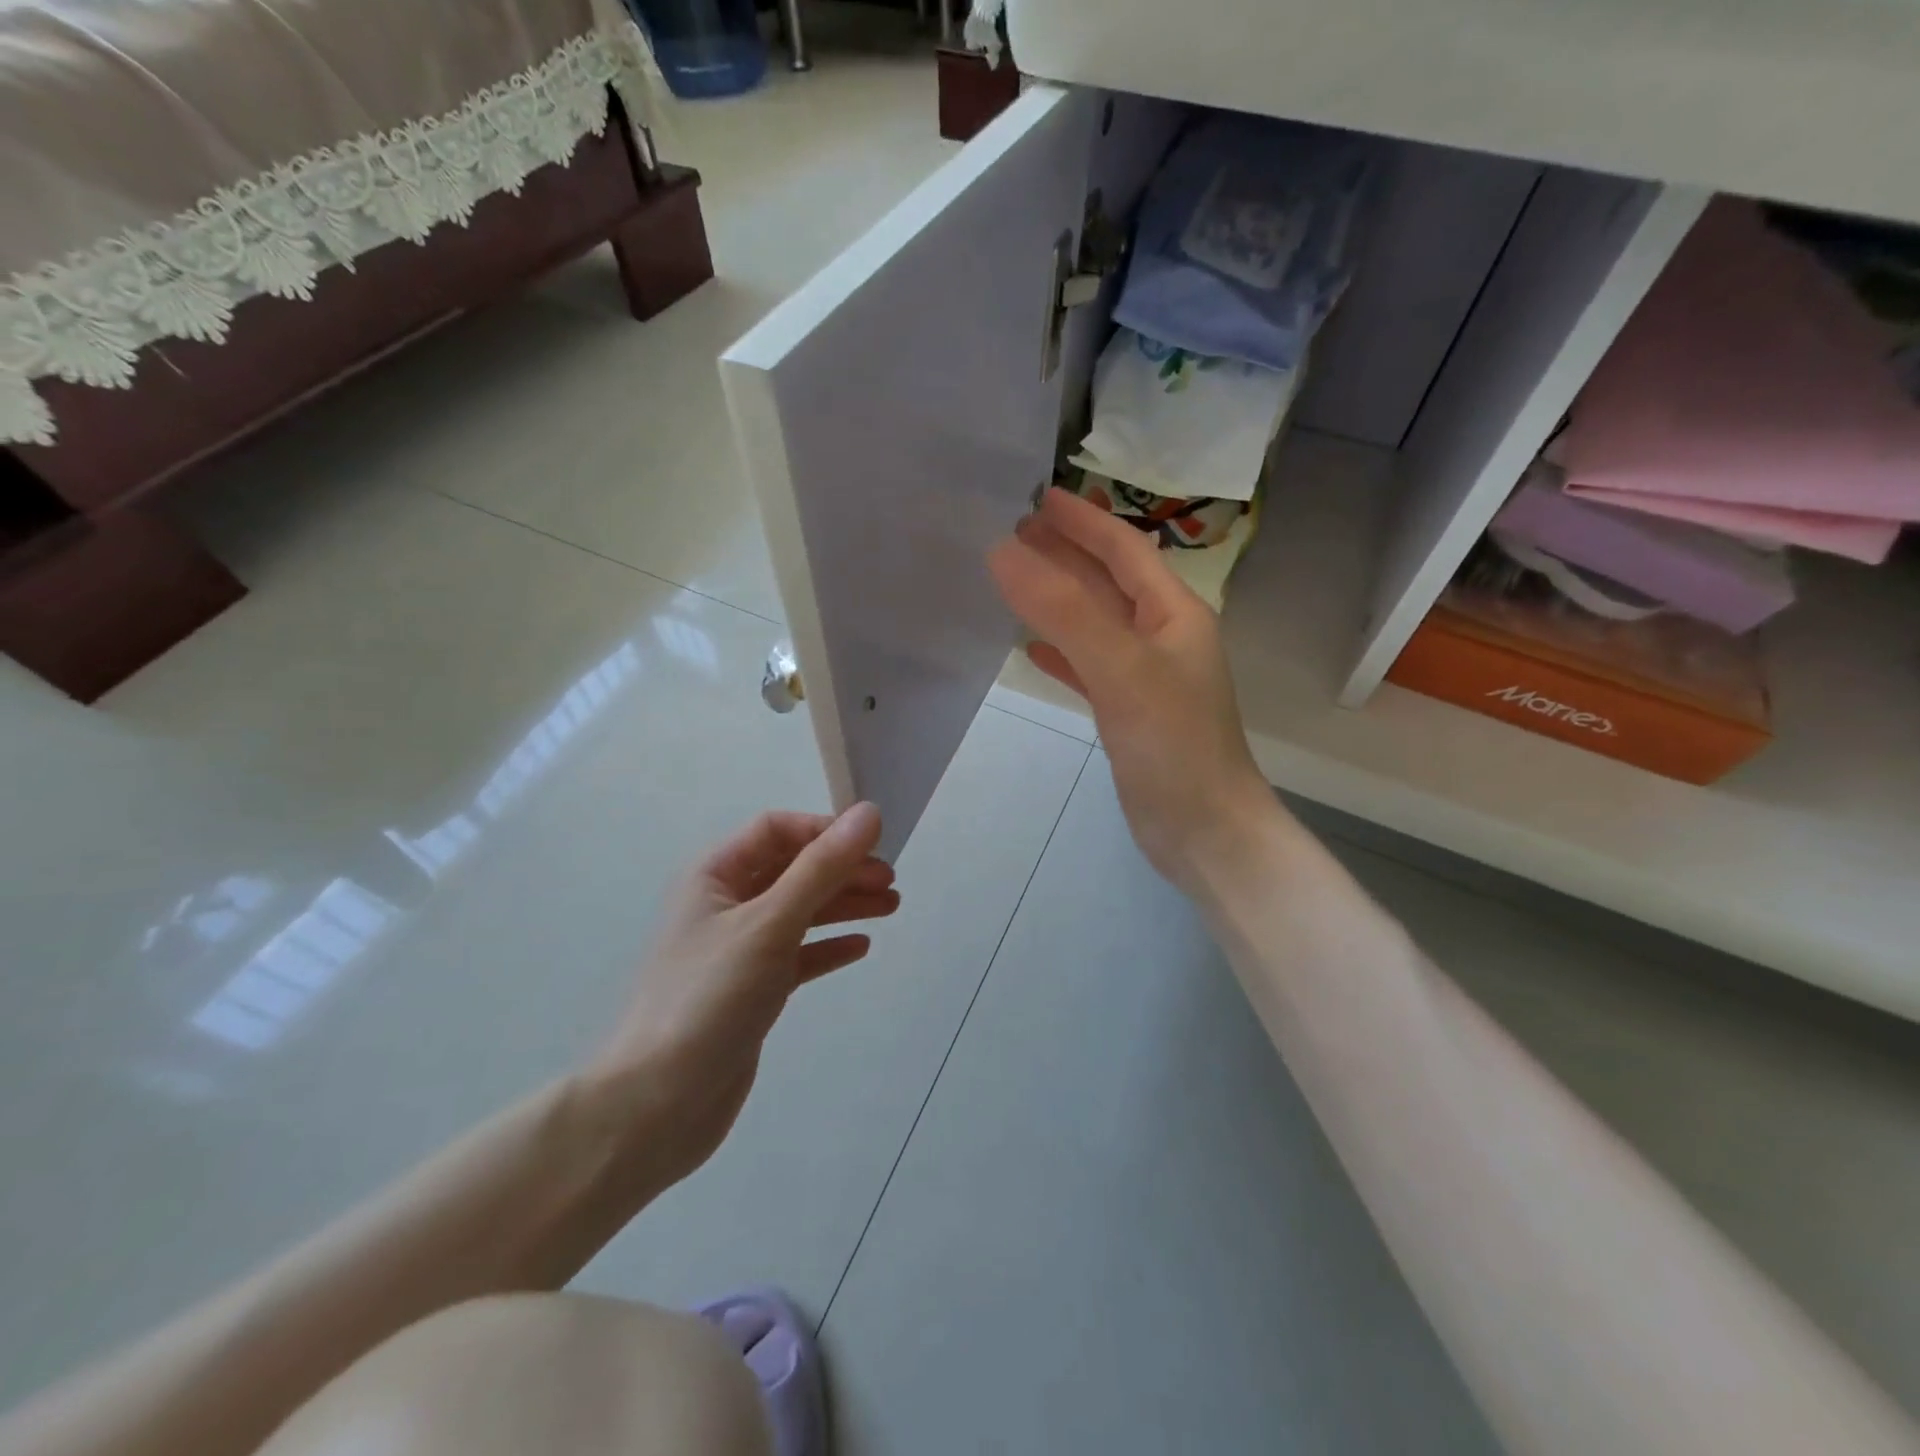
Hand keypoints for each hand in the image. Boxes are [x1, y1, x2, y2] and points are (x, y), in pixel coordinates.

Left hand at [585, 805, 898, 1186]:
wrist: (657, 1105)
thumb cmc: (709, 998)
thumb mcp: (769, 923)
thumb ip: (821, 868)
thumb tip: (869, 813)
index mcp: (715, 876)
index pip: (775, 830)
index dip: (824, 830)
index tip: (872, 844)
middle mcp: (726, 905)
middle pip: (793, 870)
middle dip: (842, 870)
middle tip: (890, 882)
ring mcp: (739, 950)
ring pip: (800, 912)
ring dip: (843, 904)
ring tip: (891, 906)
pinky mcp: (752, 990)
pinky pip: (798, 955)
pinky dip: (828, 946)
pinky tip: (860, 946)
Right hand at [988, 488, 1269, 887]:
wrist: (1204, 831)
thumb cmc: (1172, 745)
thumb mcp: (1120, 669)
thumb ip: (1063, 611)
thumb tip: (1003, 553)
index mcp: (1174, 614)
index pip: (1124, 550)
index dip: (1083, 521)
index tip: (1039, 497)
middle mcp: (1162, 638)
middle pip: (1107, 582)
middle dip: (1065, 555)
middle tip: (1012, 532)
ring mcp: (1145, 678)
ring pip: (1095, 624)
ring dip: (1058, 600)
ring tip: (1013, 579)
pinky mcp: (1128, 714)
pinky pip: (1089, 667)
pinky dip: (1061, 651)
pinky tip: (1031, 648)